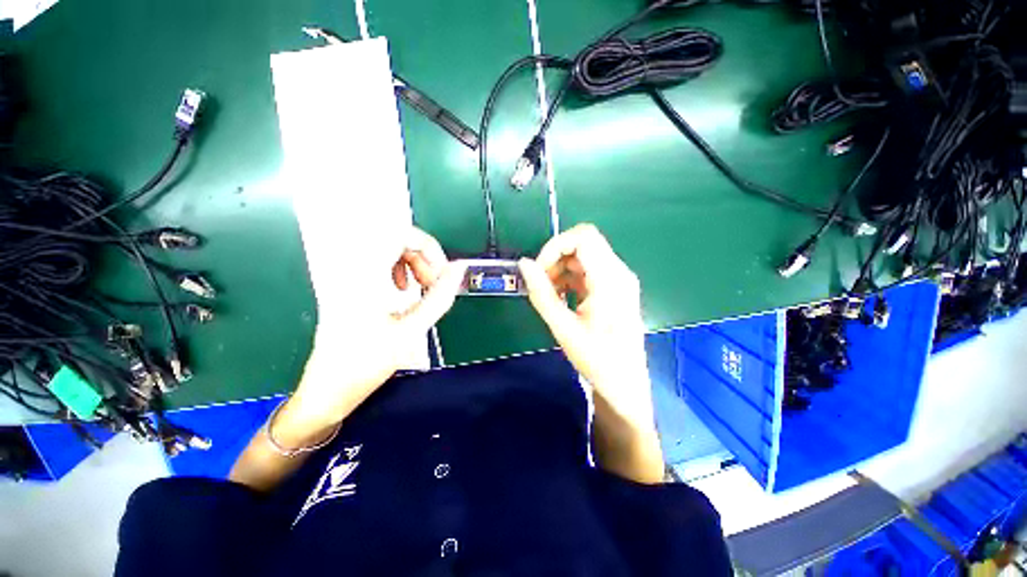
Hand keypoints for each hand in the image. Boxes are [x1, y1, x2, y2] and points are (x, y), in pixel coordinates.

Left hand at [284, 227, 466, 435]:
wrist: (328, 389)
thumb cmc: (367, 364)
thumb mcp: (411, 330)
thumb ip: (439, 296)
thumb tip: (458, 270)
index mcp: (362, 276)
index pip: (399, 234)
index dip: (428, 247)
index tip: (441, 273)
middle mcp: (350, 267)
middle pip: (395, 237)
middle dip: (423, 257)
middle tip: (432, 283)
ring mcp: (346, 273)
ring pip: (389, 247)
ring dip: (413, 263)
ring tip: (421, 287)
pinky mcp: (347, 281)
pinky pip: (379, 260)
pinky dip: (399, 268)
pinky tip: (404, 289)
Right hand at [518, 224, 653, 430]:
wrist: (625, 384)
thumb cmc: (597, 360)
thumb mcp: (563, 327)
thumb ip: (541, 293)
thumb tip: (524, 264)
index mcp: (611, 280)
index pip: (583, 237)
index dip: (555, 247)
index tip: (539, 271)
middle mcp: (619, 272)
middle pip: (583, 244)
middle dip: (555, 259)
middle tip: (541, 284)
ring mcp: (618, 279)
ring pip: (583, 256)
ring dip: (561, 269)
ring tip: (550, 295)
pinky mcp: (614, 287)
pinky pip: (587, 270)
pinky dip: (569, 278)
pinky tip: (561, 298)